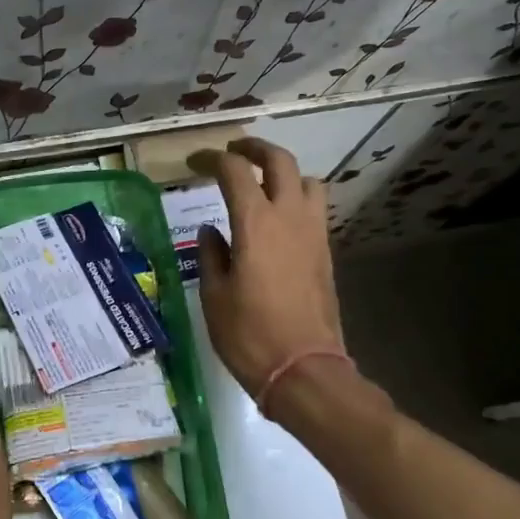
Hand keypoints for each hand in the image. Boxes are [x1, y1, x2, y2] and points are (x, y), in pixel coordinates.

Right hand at [185, 138, 349, 395]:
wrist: (304, 370)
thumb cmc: (249, 334)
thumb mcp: (214, 295)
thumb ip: (211, 254)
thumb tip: (211, 231)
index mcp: (256, 223)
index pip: (234, 171)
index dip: (212, 159)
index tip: (194, 162)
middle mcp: (290, 218)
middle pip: (279, 161)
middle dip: (254, 148)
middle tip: (233, 152)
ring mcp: (313, 234)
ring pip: (306, 181)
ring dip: (283, 173)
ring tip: (262, 185)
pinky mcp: (325, 254)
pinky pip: (314, 209)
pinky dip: (295, 199)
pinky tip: (276, 221)